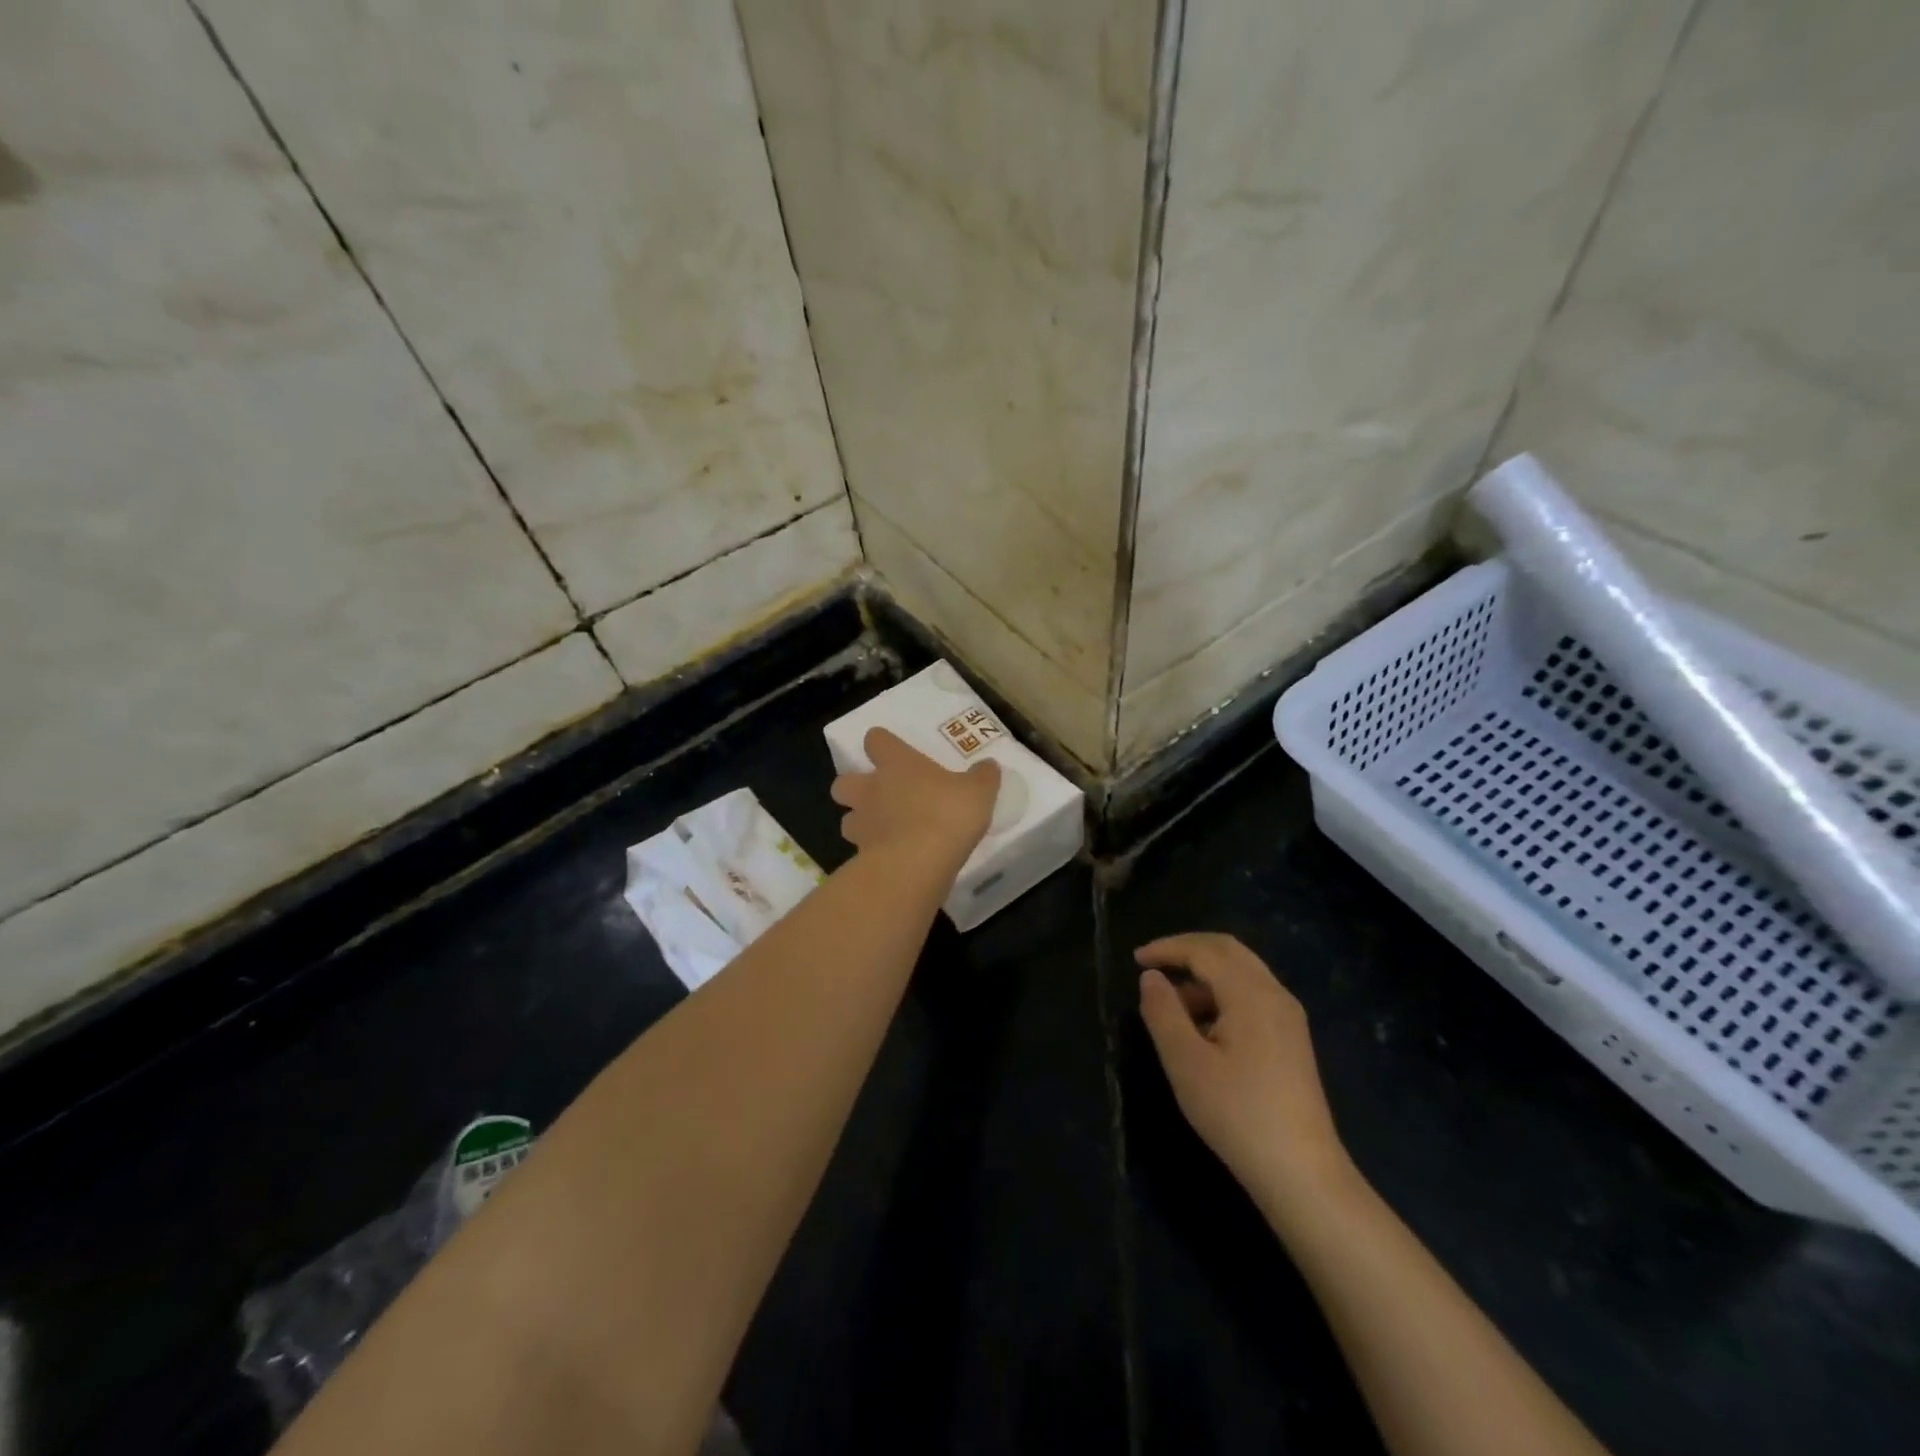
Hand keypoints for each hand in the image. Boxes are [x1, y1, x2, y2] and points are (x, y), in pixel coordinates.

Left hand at [831, 727, 999, 868]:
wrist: (917, 863)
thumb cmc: (947, 814)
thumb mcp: (978, 792)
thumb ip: (983, 777)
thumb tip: (989, 766)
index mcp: (896, 764)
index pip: (876, 740)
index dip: (881, 743)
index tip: (892, 750)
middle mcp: (871, 789)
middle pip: (842, 781)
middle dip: (854, 786)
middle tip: (878, 795)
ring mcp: (862, 823)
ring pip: (847, 818)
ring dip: (860, 822)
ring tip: (882, 831)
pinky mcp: (860, 856)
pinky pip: (860, 850)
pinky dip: (871, 852)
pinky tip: (893, 859)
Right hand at [1137, 933, 1351, 1212]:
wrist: (1301, 1174)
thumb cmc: (1237, 1114)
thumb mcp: (1186, 1063)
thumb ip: (1163, 1012)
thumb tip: (1151, 978)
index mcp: (1251, 993)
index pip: (1204, 950)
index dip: (1167, 948)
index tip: (1134, 959)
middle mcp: (1275, 994)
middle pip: (1228, 951)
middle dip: (1187, 950)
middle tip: (1152, 963)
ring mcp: (1288, 1017)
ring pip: (1242, 972)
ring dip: (1204, 975)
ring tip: (1171, 1003)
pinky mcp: (1292, 1039)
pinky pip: (1252, 995)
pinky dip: (1222, 994)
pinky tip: (1203, 1026)